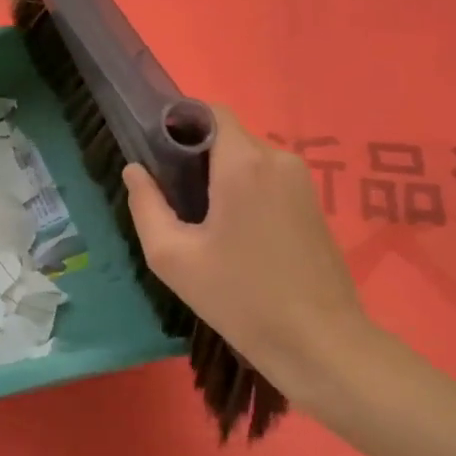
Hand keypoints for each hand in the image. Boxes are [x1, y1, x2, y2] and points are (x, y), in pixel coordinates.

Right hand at [123, 107, 383, 403]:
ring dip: (222, 177)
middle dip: (197, 157)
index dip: (180, 123)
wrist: (320, 343)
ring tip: (203, 222)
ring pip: (249, 160)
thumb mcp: (174, 258)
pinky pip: (269, 180)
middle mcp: (277, 158)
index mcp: (244, 163)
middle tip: (175, 199)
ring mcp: (302, 181)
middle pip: (228, 137)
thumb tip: (135, 171)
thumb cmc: (240, 298)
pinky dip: (246, 192)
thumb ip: (146, 206)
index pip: (210, 112)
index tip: (158, 154)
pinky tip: (236, 235)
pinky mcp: (313, 204)